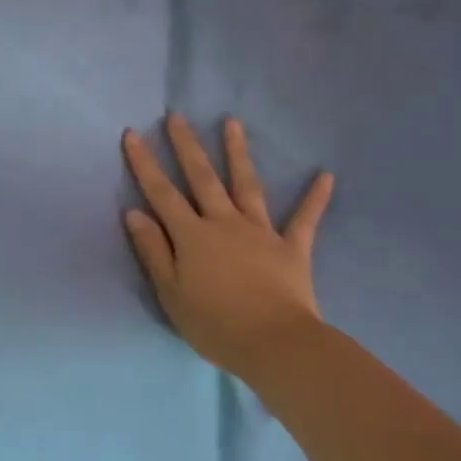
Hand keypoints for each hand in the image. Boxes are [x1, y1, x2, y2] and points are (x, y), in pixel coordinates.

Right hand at [122, 114, 333, 382]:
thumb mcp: (170, 292)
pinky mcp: (292, 248)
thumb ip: (153, 250)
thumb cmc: (214, 324)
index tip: (133, 134)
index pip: (161, 193)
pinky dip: (315, 198)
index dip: (145, 163)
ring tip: (232, 123)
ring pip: (247, 185)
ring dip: (238, 153)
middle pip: (202, 178)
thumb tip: (134, 212)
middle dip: (187, 146)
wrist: (275, 344)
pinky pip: (305, 219)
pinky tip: (326, 175)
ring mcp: (260, 231)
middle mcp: (224, 223)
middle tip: (177, 116)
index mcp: (192, 235)